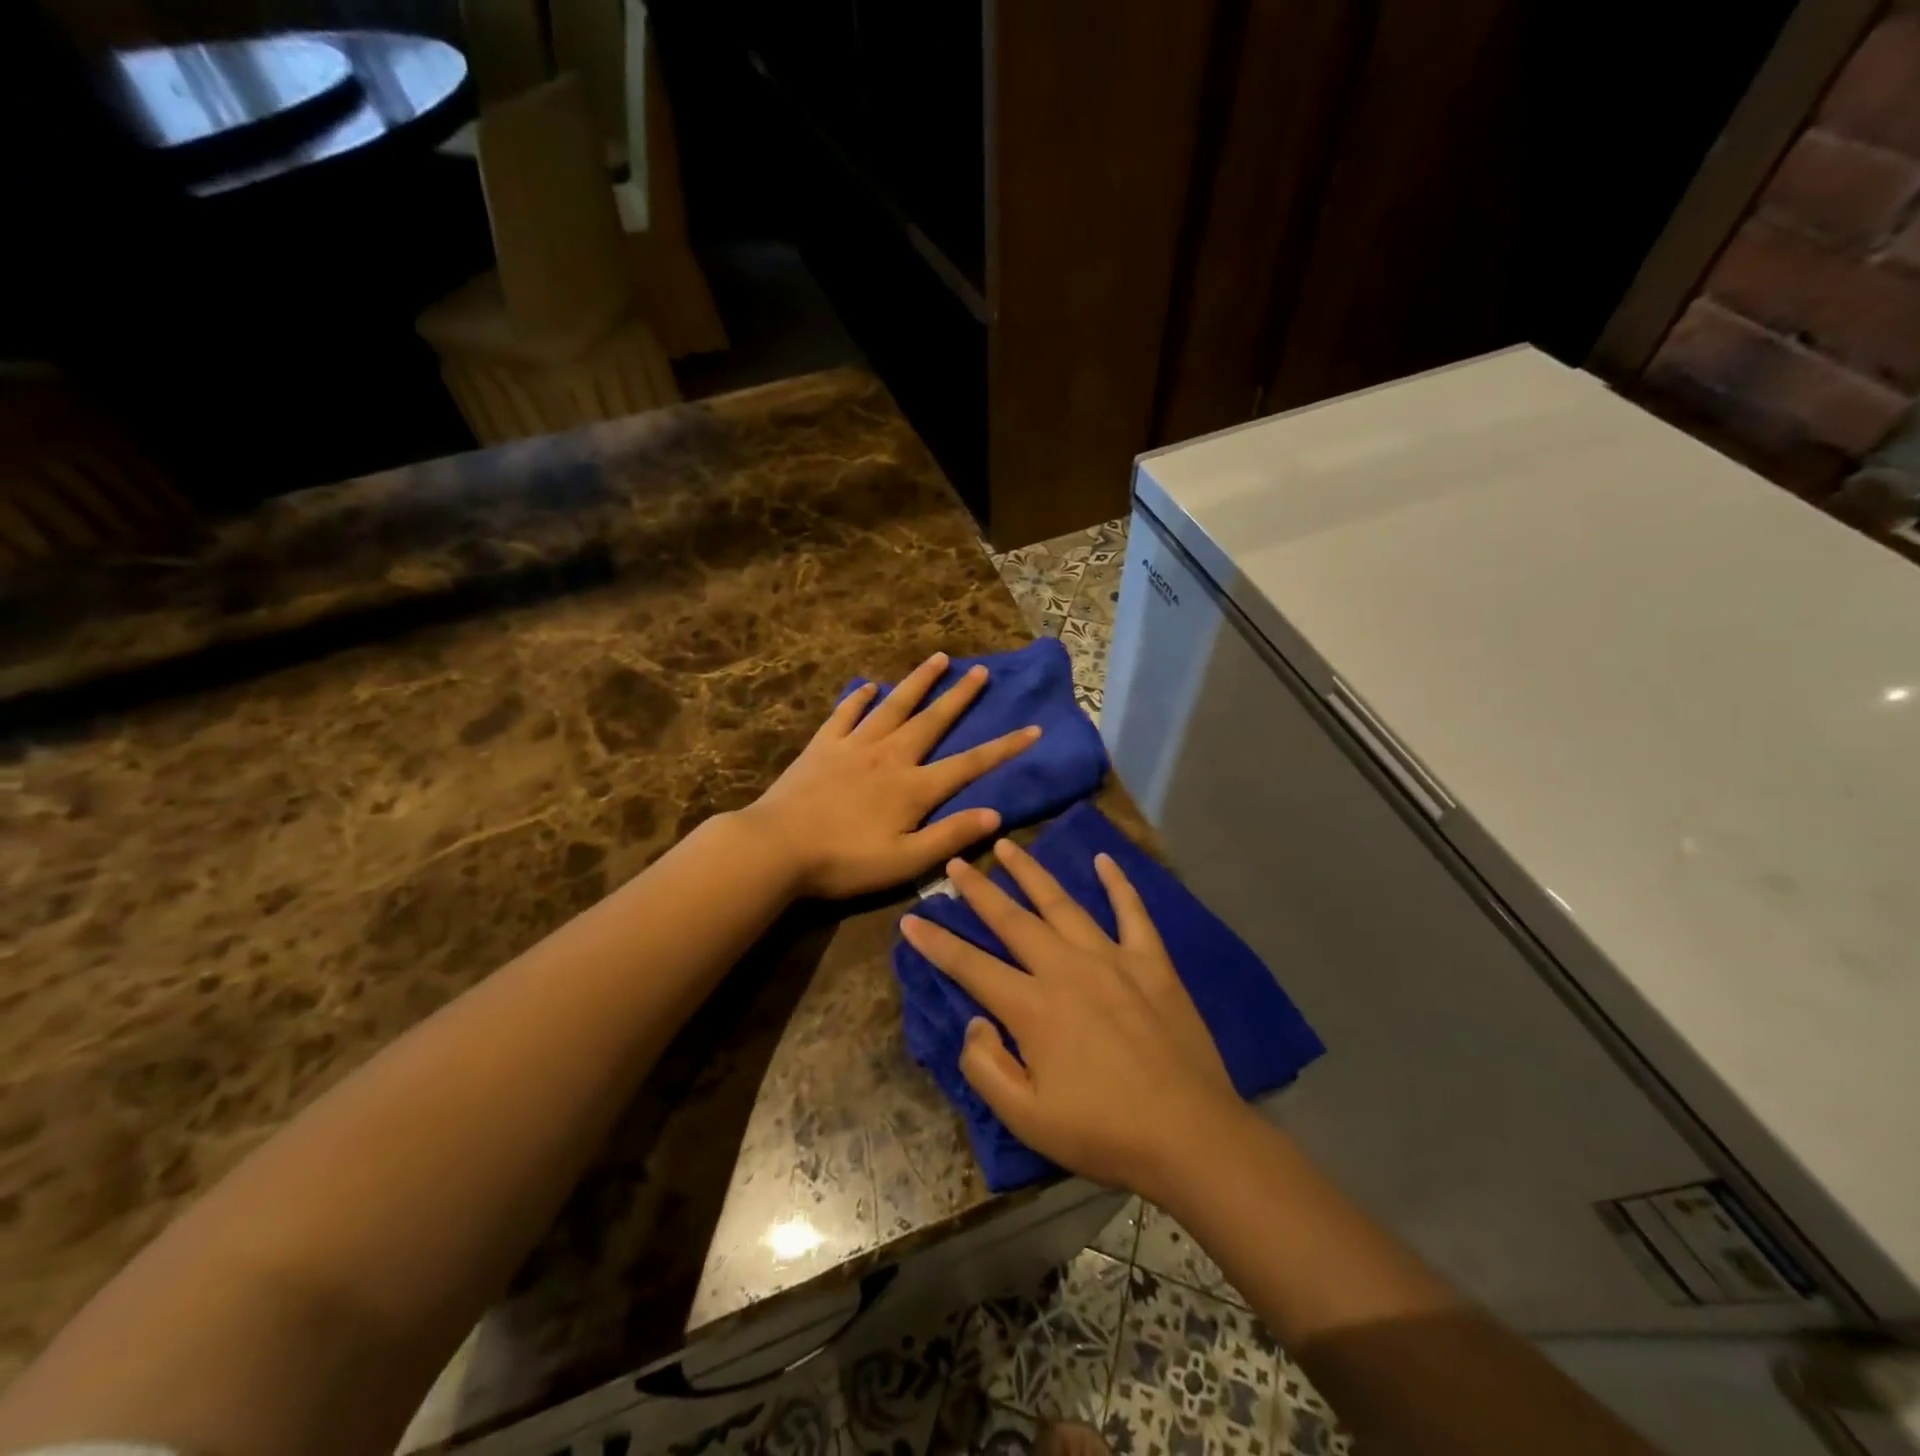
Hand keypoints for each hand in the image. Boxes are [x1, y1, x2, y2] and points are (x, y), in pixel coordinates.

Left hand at [741, 652, 1041, 898]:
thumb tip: (995, 813)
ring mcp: (854, 746)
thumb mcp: (905, 861)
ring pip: (894, 706)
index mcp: (914, 787)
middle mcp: (890, 756)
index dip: (1004, 748)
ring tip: (938, 658)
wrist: (776, 848)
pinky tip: (869, 685)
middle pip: (933, 720)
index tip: (1033, 729)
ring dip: (918, 682)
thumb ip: (951, 836)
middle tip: (982, 671)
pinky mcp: (823, 746)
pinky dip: (859, 698)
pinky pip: (846, 713)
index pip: (970, 763)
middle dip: (961, 696)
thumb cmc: (844, 861)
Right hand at [899, 839, 1243, 1196]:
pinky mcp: (1152, 962)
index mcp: (1032, 1007)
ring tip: (1008, 846)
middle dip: (979, 890)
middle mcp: (1066, 968)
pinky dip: (1118, 884)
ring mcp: (1112, 959)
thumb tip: (976, 1022)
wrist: (1190, 1135)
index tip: (910, 918)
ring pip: (1062, 904)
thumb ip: (986, 1067)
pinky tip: (1105, 860)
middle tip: (957, 862)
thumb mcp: (1027, 1118)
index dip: (936, 942)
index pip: (970, 965)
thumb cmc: (1103, 1132)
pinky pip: (1132, 912)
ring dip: (1031, 872)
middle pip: (1012, 920)